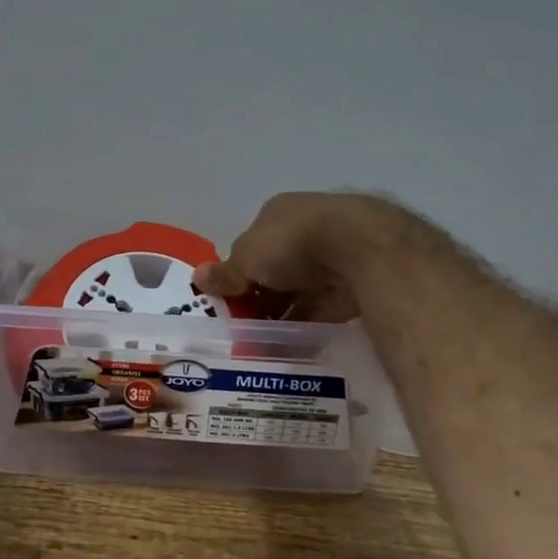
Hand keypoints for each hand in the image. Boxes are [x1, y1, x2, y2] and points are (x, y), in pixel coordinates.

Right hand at [194, 192, 419, 321]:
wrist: (359, 249)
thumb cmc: (292, 243)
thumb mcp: (246, 258)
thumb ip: (226, 272)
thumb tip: (198, 277)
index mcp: (278, 214)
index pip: (253, 245)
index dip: (240, 273)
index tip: (231, 301)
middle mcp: (307, 229)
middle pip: (277, 269)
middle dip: (263, 297)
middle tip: (245, 328)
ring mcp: (334, 254)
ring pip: (301, 290)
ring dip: (286, 313)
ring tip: (266, 343)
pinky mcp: (354, 281)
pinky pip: (325, 307)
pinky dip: (310, 324)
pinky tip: (295, 344)